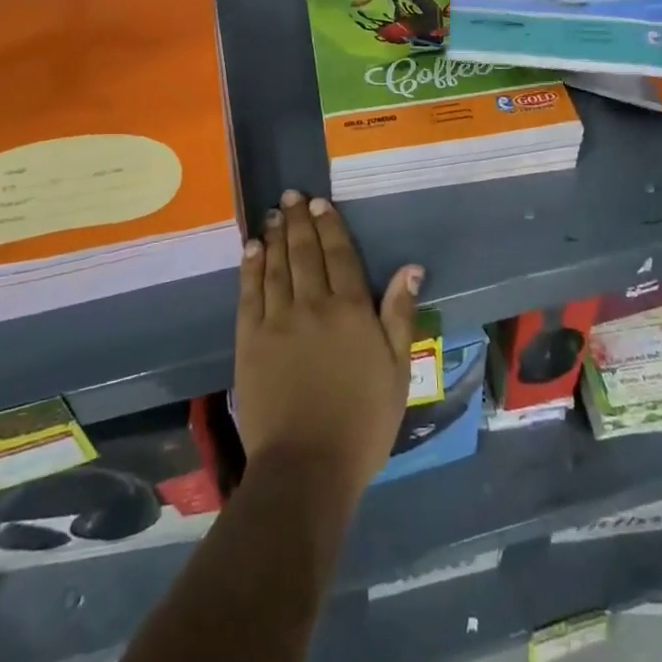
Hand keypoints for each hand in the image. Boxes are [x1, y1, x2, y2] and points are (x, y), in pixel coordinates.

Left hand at [236, 191, 422, 505]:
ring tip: (273, 214)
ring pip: (276, 266)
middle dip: (298, 221)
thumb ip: (399, 315)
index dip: (330, 226)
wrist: (307, 465)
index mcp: (351, 310)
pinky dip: (251, 267)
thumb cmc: (363, 421)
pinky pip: (250, 293)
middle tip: (292, 196)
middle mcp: (313, 304)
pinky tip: (252, 249)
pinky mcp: (250, 340)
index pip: (340, 255)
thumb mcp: (397, 370)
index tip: (321, 203)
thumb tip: (411, 268)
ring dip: (275, 236)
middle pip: (305, 252)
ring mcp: (278, 320)